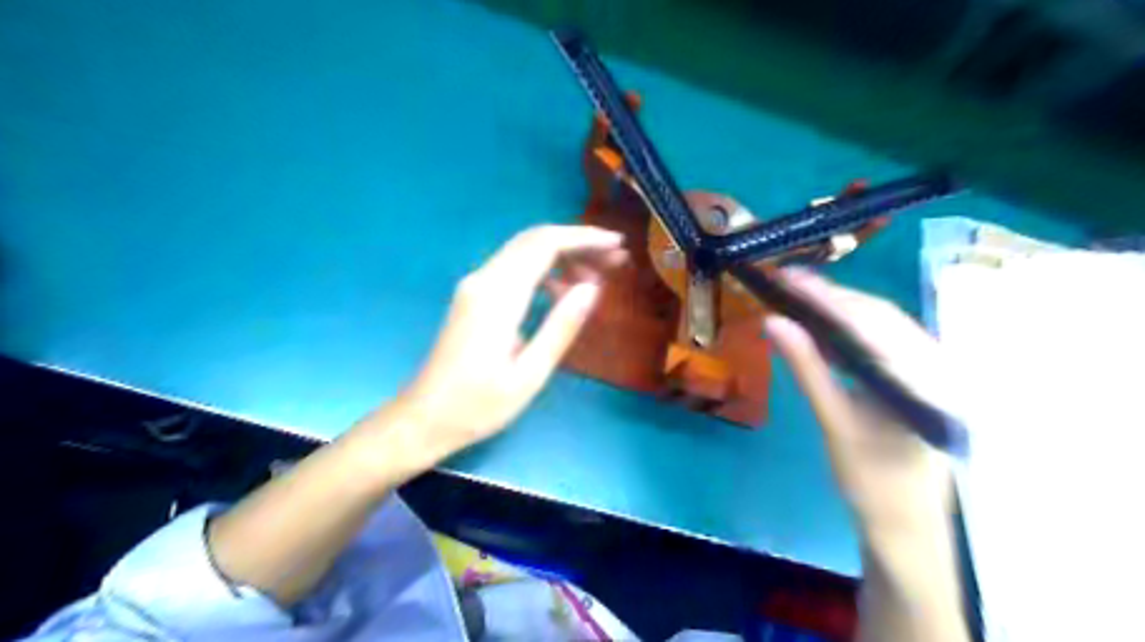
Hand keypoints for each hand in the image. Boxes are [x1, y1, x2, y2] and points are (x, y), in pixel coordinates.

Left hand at [356, 222, 624, 471]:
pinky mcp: (473, 296)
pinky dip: (543, 271)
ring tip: (596, 279)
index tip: (617, 245)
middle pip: (534, 240)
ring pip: (524, 252)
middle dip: (577, 243)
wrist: (424, 418)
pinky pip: (513, 269)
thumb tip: (592, 288)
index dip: (584, 239)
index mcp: (498, 297)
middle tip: (615, 260)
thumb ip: (561, 327)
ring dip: (562, 256)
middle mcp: (483, 280)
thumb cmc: (478, 405)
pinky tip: (561, 294)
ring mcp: (475, 286)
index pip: (545, 245)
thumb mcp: (529, 375)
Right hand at [758, 269, 959, 538]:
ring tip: (801, 295)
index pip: (868, 323)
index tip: (789, 277)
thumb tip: (772, 322)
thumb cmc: (870, 477)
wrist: (906, 520)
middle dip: (833, 295)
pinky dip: (853, 327)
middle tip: (788, 281)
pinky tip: (828, 324)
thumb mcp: (833, 421)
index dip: (826, 296)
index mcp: (921, 378)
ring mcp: (933, 370)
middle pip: (880, 315)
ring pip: (884, 324)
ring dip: (843, 307)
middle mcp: (936, 365)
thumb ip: (806, 367)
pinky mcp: (921, 377)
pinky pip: (886, 340)